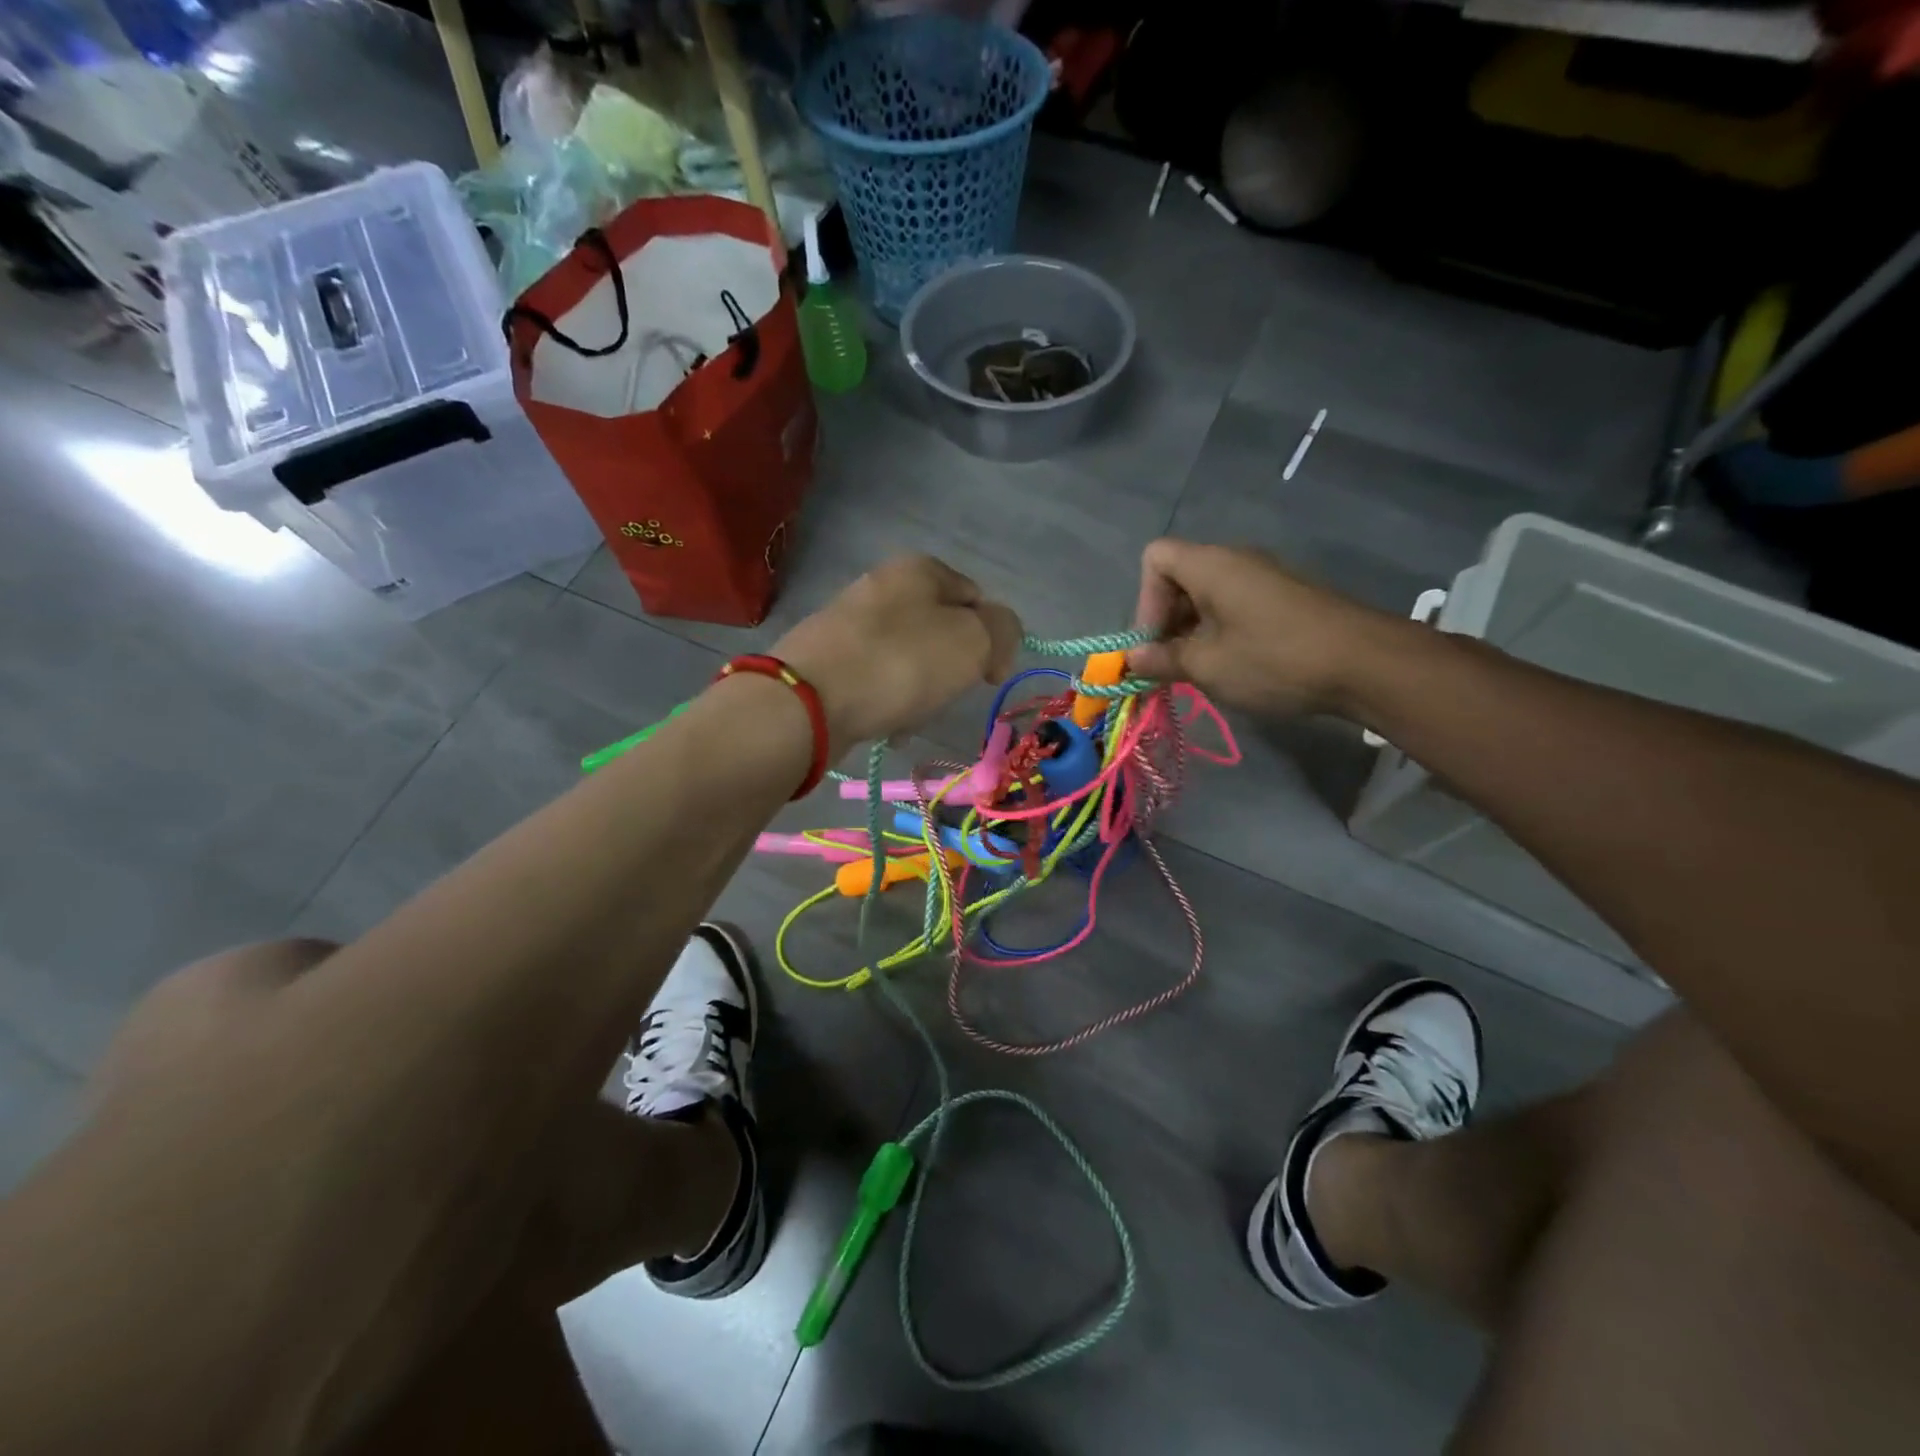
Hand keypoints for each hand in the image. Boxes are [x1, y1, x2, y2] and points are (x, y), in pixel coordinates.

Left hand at [774, 555, 1022, 748]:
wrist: (809, 700)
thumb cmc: (902, 663)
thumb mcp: (973, 640)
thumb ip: (1002, 630)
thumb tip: (996, 640)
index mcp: (920, 569)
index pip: (977, 596)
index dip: (992, 637)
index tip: (989, 676)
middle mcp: (882, 586)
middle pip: (941, 631)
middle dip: (950, 669)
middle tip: (945, 695)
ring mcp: (850, 622)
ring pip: (909, 660)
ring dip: (919, 691)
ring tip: (909, 717)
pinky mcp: (828, 658)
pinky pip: (876, 680)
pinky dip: (886, 703)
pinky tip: (884, 725)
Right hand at [1126, 539, 1392, 717]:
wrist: (1366, 664)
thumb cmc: (1274, 659)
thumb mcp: (1208, 666)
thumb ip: (1162, 659)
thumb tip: (1131, 659)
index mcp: (1210, 565)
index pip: (1155, 558)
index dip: (1144, 600)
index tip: (1155, 643)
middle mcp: (1236, 560)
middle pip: (1179, 577)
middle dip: (1165, 621)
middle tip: (1170, 666)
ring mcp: (1264, 577)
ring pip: (1208, 595)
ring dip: (1192, 631)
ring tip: (1199, 672)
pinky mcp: (1285, 598)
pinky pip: (1235, 605)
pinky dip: (1221, 631)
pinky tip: (1234, 666)